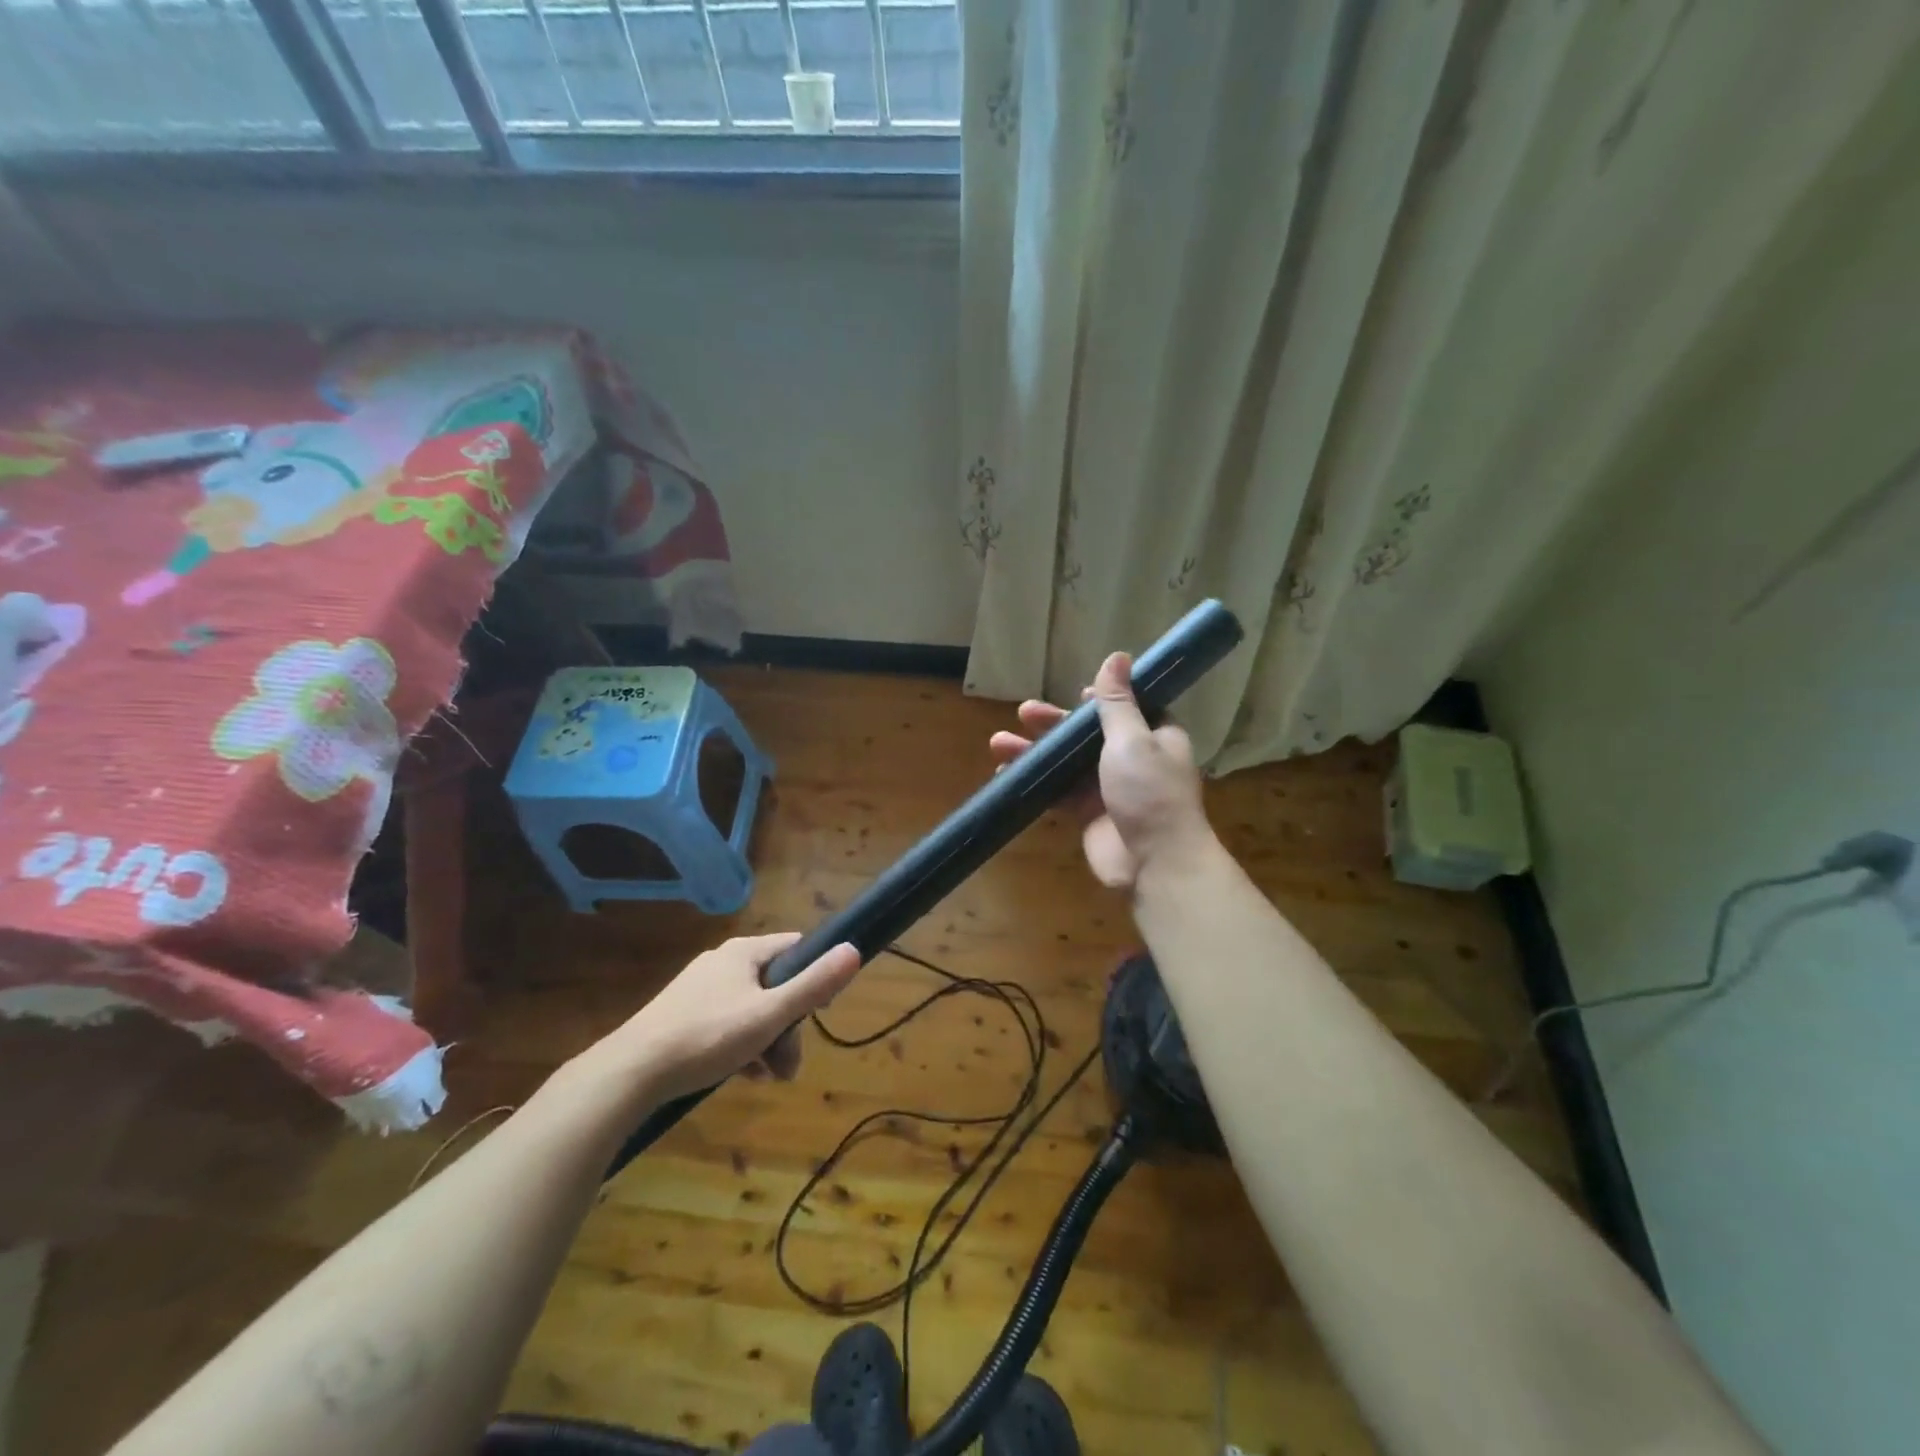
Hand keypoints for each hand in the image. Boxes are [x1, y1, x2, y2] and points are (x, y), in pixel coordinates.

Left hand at [599, 934, 861, 1103]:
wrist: (630, 1073)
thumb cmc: (707, 1037)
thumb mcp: (770, 1015)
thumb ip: (814, 985)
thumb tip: (853, 949)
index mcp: (744, 952)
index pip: (795, 948)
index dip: (815, 974)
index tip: (821, 1010)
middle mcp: (722, 962)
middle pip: (774, 985)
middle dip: (788, 1025)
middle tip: (788, 1065)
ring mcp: (698, 989)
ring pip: (750, 1008)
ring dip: (766, 1040)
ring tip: (765, 1077)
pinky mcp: (680, 1015)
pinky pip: (725, 1023)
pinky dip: (740, 1045)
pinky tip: (739, 1075)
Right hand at [989, 651, 1213, 888]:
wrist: (1154, 862)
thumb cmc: (1148, 792)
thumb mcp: (1133, 739)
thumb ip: (1117, 702)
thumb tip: (1118, 656)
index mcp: (1154, 736)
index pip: (1126, 708)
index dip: (1098, 701)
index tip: (1074, 695)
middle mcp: (1133, 759)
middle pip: (1087, 734)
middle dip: (1054, 724)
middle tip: (1023, 713)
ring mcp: (1108, 788)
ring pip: (1066, 762)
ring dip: (1035, 751)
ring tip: (998, 743)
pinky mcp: (1087, 814)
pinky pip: (1057, 792)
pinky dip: (1035, 782)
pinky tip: (1006, 772)